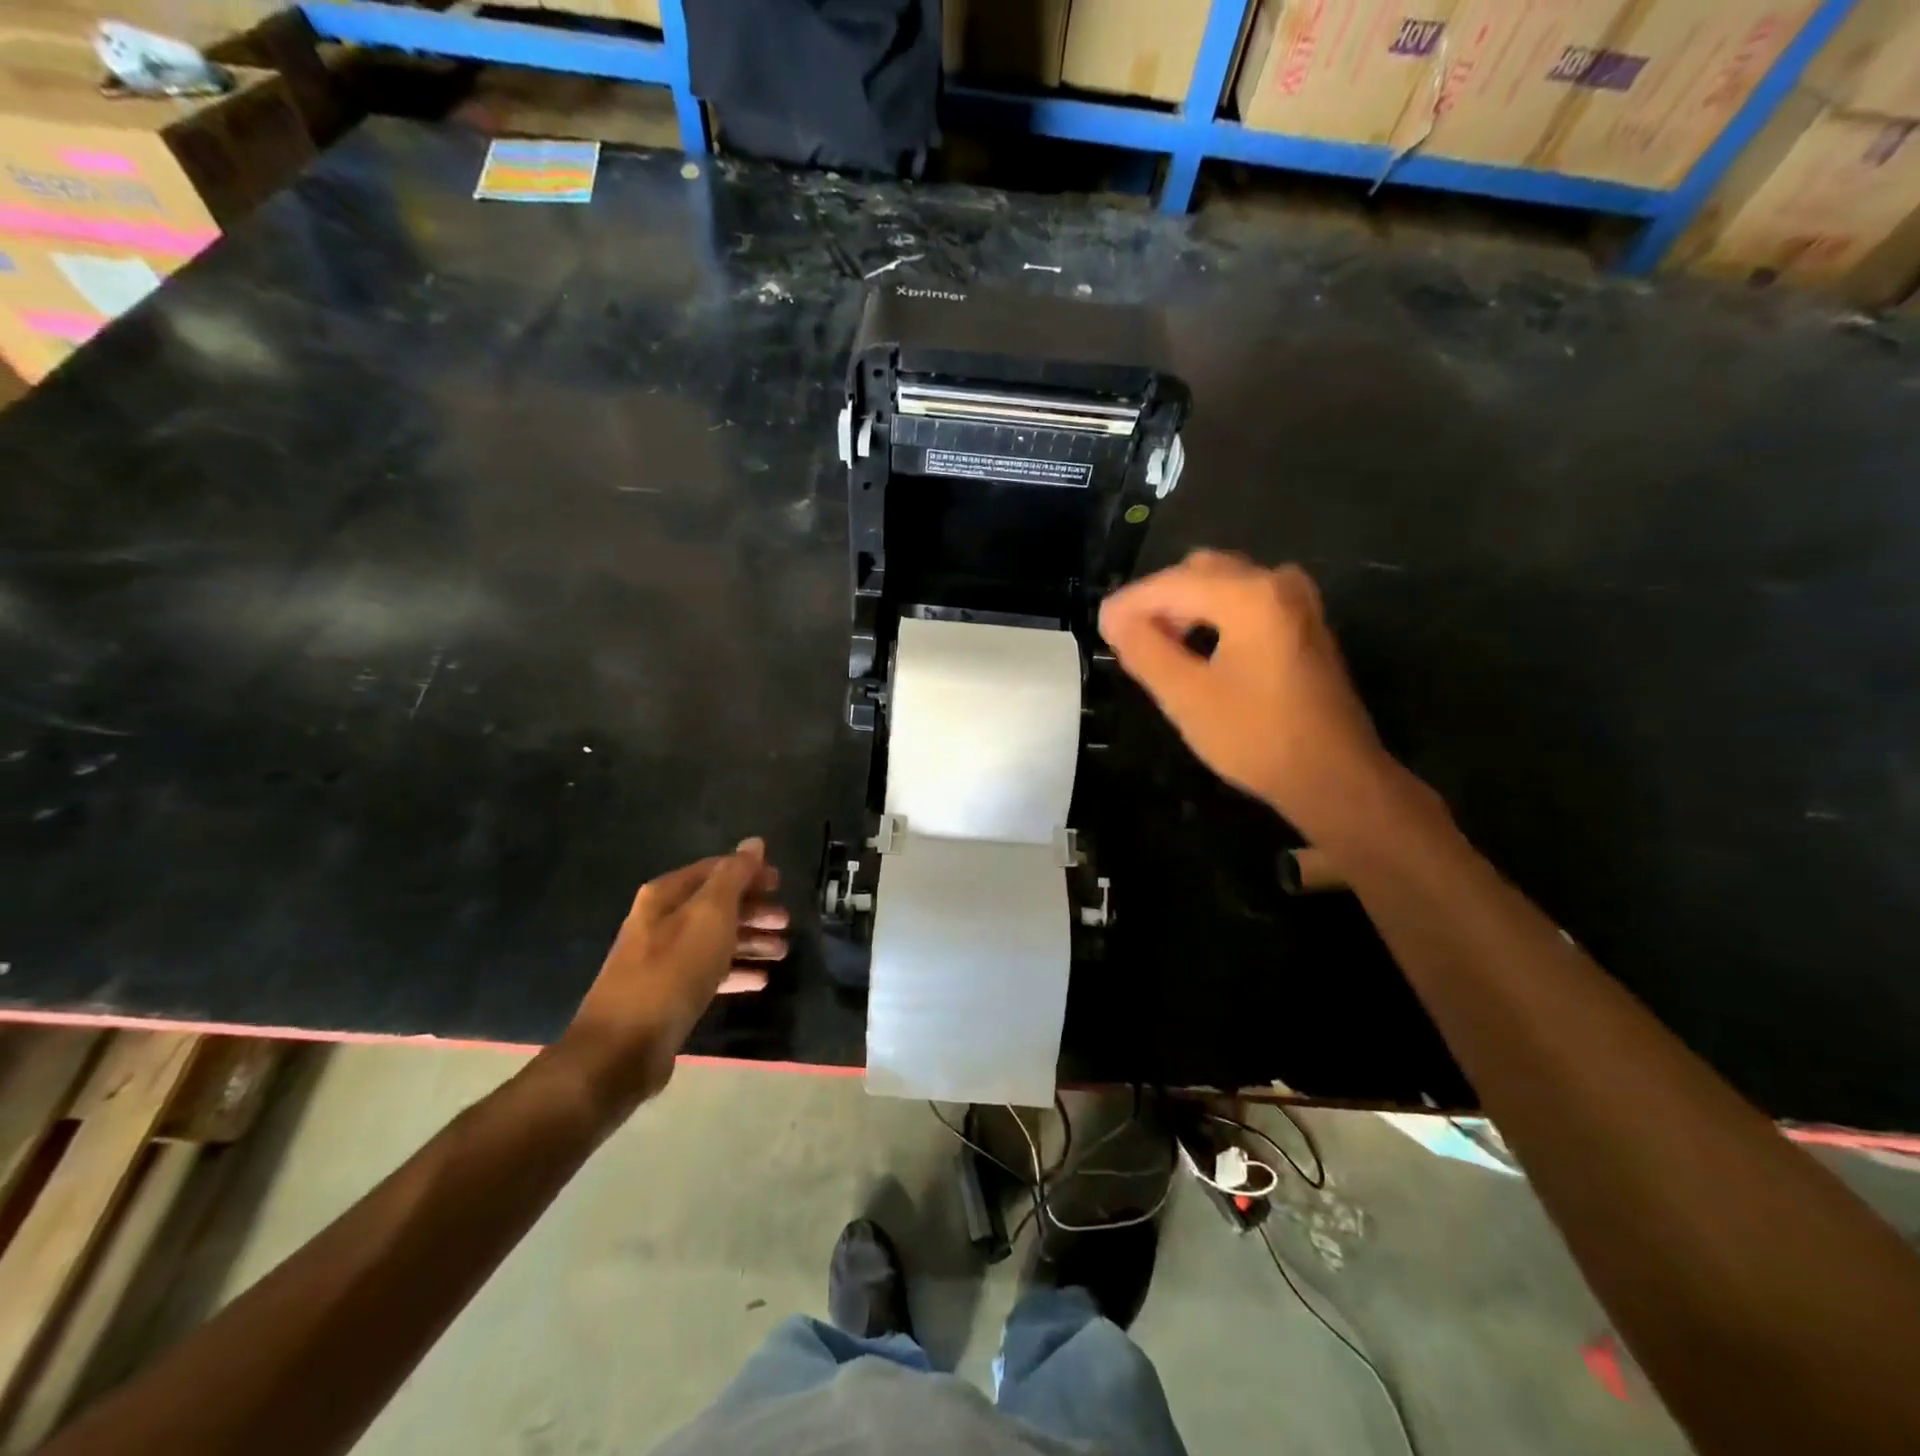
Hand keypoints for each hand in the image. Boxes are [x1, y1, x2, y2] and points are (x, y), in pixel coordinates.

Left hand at [556, 838, 786, 1121]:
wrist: (624, 1046)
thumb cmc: (672, 970)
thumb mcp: (710, 915)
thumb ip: (735, 876)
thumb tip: (754, 843)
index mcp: (666, 895)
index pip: (715, 870)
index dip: (750, 873)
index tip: (781, 884)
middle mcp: (662, 921)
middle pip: (717, 906)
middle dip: (754, 910)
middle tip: (786, 922)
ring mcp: (664, 959)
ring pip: (716, 940)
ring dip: (751, 941)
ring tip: (782, 951)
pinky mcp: (669, 994)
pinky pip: (710, 973)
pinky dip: (736, 972)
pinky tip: (761, 980)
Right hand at [1098, 551, 1397, 844]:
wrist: (1333, 776)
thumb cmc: (1255, 738)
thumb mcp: (1186, 697)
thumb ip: (1144, 649)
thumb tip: (1114, 618)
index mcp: (1250, 596)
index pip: (1172, 583)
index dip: (1130, 603)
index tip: (1100, 627)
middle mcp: (1277, 583)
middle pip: (1199, 572)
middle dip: (1158, 601)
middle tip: (1128, 640)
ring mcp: (1297, 600)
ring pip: (1223, 584)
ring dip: (1185, 607)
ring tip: (1157, 646)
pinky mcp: (1304, 622)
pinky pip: (1246, 600)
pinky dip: (1213, 615)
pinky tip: (1196, 648)